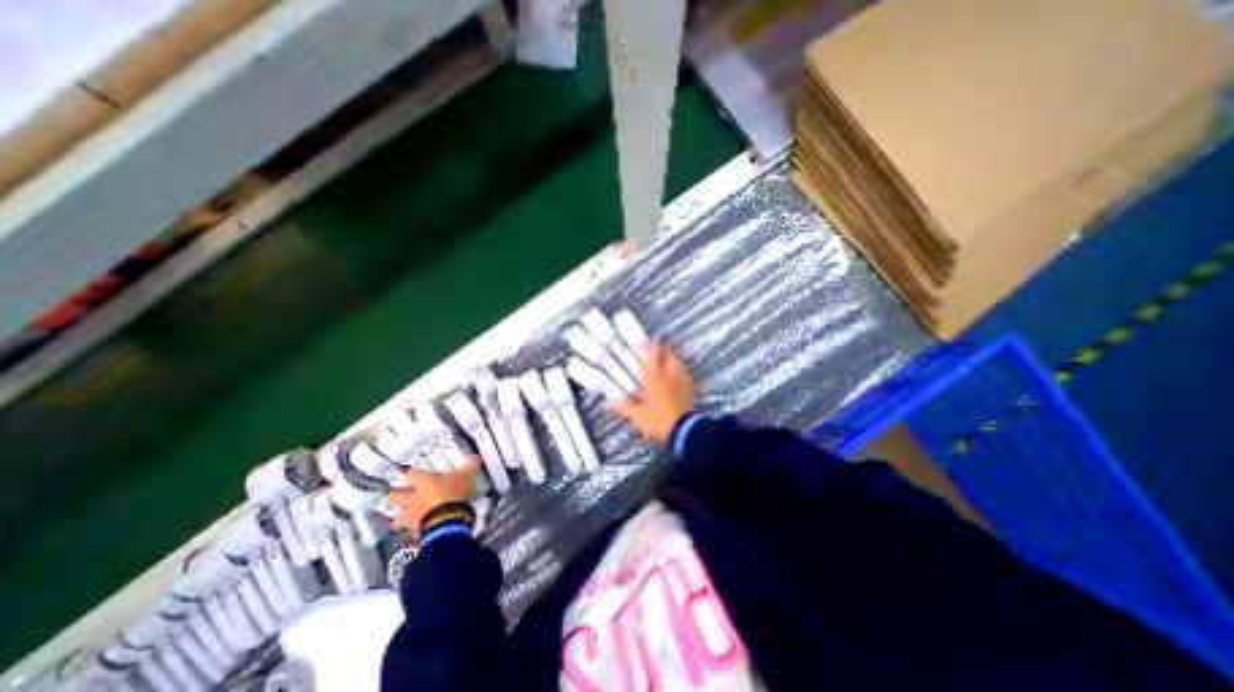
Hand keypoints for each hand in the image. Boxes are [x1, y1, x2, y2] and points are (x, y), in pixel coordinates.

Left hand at [388, 456, 479, 531]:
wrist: (448, 520)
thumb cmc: (454, 493)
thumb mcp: (465, 476)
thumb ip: (468, 467)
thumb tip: (474, 457)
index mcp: (424, 483)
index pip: (411, 474)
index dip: (412, 473)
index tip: (412, 472)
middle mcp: (414, 499)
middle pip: (395, 496)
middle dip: (394, 495)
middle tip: (395, 494)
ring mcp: (413, 516)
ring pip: (397, 518)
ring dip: (398, 518)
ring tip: (399, 519)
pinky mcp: (416, 532)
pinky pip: (409, 532)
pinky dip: (411, 532)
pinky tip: (414, 532)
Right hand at [613, 341, 696, 442]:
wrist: (684, 429)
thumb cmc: (658, 419)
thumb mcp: (637, 416)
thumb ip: (624, 407)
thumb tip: (611, 403)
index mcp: (654, 377)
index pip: (652, 354)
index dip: (649, 344)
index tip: (647, 339)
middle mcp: (669, 374)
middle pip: (669, 354)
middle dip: (663, 348)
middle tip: (657, 348)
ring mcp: (682, 380)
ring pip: (679, 362)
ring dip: (673, 359)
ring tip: (667, 361)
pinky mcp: (691, 388)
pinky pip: (686, 374)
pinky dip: (680, 371)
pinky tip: (677, 377)